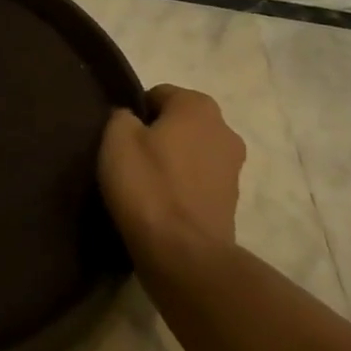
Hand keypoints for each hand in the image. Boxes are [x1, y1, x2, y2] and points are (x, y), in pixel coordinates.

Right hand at [98, 85, 246, 265]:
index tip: (120, 138)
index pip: (158, 95)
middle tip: (130, 160)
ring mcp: (234, 168)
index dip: (135, 113)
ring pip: (191, 153)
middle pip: (179, 123)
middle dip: (157, 136)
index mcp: (198, 106)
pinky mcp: (233, 202)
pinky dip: (182, 188)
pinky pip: (198, 182)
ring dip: (172, 163)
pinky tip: (161, 206)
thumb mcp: (116, 138)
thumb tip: (131, 120)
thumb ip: (122, 116)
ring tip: (145, 186)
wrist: (184, 255)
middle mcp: (225, 129)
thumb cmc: (148, 185)